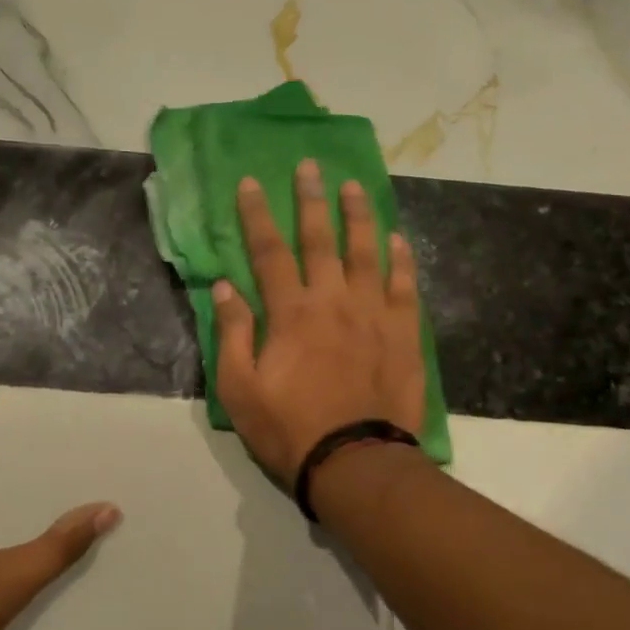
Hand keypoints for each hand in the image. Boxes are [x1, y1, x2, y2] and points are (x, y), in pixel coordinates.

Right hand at [213, 161, 426, 485]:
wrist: (355, 462)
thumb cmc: (289, 428)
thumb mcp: (240, 389)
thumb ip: (233, 333)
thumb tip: (225, 287)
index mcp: (291, 312)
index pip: (268, 251)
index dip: (257, 214)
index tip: (250, 183)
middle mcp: (333, 300)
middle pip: (320, 239)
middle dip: (311, 199)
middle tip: (310, 166)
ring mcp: (373, 313)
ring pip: (366, 252)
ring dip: (358, 216)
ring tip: (353, 186)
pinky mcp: (404, 333)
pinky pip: (404, 286)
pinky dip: (401, 260)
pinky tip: (398, 239)